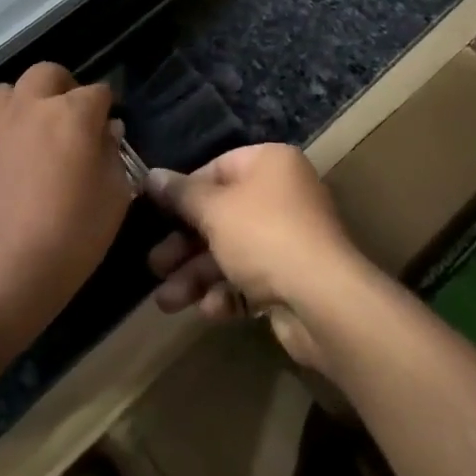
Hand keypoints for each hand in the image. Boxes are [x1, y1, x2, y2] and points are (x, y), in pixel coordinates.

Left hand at [0, 63, 132, 345]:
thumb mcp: (114, 198)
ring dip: (25, 100)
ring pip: (9, 89)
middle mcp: (32, 105)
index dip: (106, 108)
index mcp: (73, 113)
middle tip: (71, 118)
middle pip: (48, 74)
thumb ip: (113, 154)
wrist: (1, 272)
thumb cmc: (71, 236)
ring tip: (33, 130)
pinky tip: (10, 158)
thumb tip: (106, 131)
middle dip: (64, 88)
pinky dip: (3, 128)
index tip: (109, 129)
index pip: (98, 92)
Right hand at [144, 144, 369, 368]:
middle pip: (221, 215)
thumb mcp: (213, 210)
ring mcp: (290, 240)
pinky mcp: (293, 280)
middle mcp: (282, 196)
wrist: (324, 301)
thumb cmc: (263, 235)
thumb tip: (151, 176)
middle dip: (185, 245)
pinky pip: (251, 280)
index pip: (217, 169)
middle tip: (154, 264)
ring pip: (231, 252)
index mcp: (269, 165)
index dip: (183, 192)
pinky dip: (228, 294)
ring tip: (166, 301)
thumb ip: (180, 195)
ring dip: (197, 276)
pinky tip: (209, 310)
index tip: (154, 213)